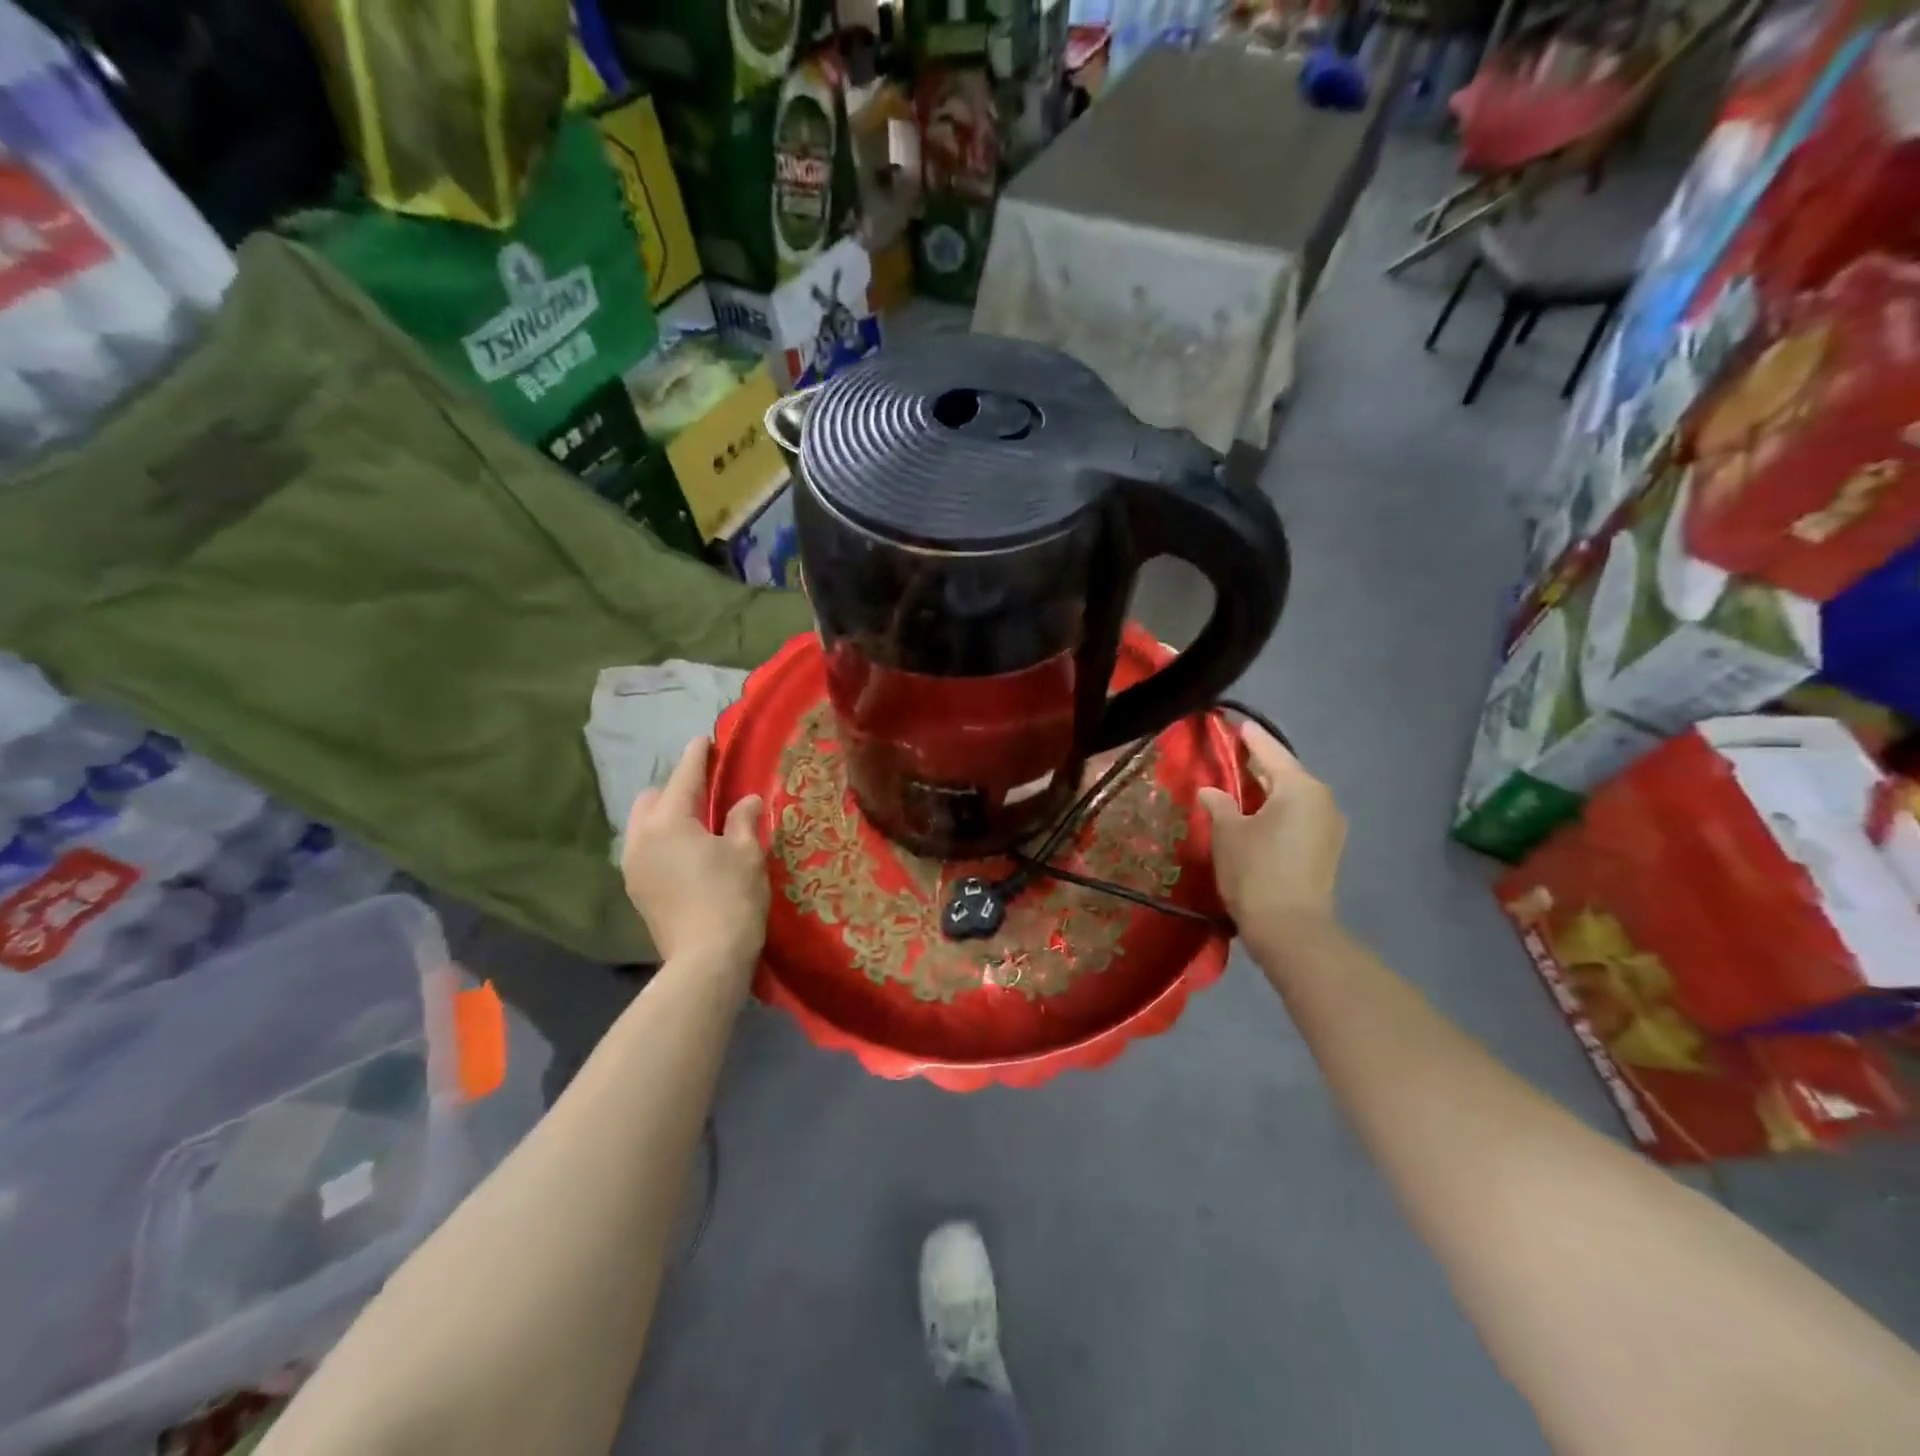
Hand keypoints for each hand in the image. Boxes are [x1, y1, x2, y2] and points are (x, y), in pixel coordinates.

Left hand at [622, 738, 768, 966]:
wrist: (706, 960)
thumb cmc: (731, 897)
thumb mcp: (746, 853)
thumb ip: (743, 820)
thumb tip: (747, 801)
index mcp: (669, 821)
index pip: (684, 777)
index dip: (697, 756)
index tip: (705, 739)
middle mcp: (642, 838)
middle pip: (652, 798)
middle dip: (675, 787)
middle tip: (705, 791)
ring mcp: (633, 866)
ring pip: (644, 824)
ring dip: (665, 815)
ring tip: (695, 822)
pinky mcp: (636, 890)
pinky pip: (645, 848)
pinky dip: (662, 839)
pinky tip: (686, 852)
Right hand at [1196, 723, 1345, 932]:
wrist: (1291, 930)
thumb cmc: (1256, 871)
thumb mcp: (1228, 833)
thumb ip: (1219, 804)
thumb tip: (1211, 791)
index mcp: (1300, 787)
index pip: (1270, 751)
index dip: (1250, 738)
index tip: (1235, 724)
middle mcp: (1322, 800)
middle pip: (1285, 773)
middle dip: (1258, 765)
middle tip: (1230, 755)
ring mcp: (1329, 827)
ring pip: (1293, 797)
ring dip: (1268, 791)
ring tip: (1239, 786)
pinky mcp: (1326, 850)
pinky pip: (1298, 817)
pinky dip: (1277, 811)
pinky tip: (1256, 816)